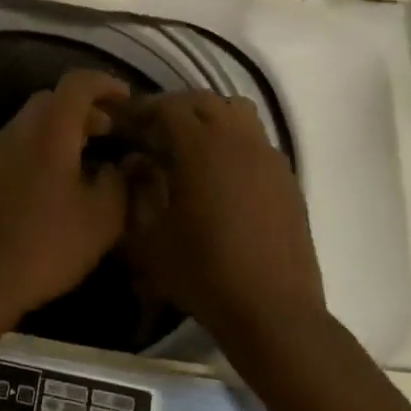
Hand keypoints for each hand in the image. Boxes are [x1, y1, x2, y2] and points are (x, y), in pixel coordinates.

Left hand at [0, 70, 130, 324]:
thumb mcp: (101, 218)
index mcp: (50, 129)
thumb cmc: (46, 244)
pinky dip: (45, 147)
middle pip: (54, 99)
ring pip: (35, 122)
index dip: (106, 84)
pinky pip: (21, 144)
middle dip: (86, 108)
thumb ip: (119, 182)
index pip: (78, 83)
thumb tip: (119, 166)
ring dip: (64, 129)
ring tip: (89, 157)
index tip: (128, 101)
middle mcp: (19, 129)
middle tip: (111, 131)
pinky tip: (59, 183)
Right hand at [122, 91, 324, 343]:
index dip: (142, 110)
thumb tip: (135, 162)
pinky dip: (234, 139)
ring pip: (236, 111)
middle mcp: (237, 139)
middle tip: (152, 130)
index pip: (167, 107)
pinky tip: (221, 172)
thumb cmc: (203, 273)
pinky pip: (256, 139)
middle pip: (203, 100)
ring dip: (209, 116)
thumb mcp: (149, 238)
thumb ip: (135, 192)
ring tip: (189, 143)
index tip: (124, 122)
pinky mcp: (286, 176)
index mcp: (200, 146)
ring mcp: (267, 155)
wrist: (272, 309)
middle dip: (174, 108)